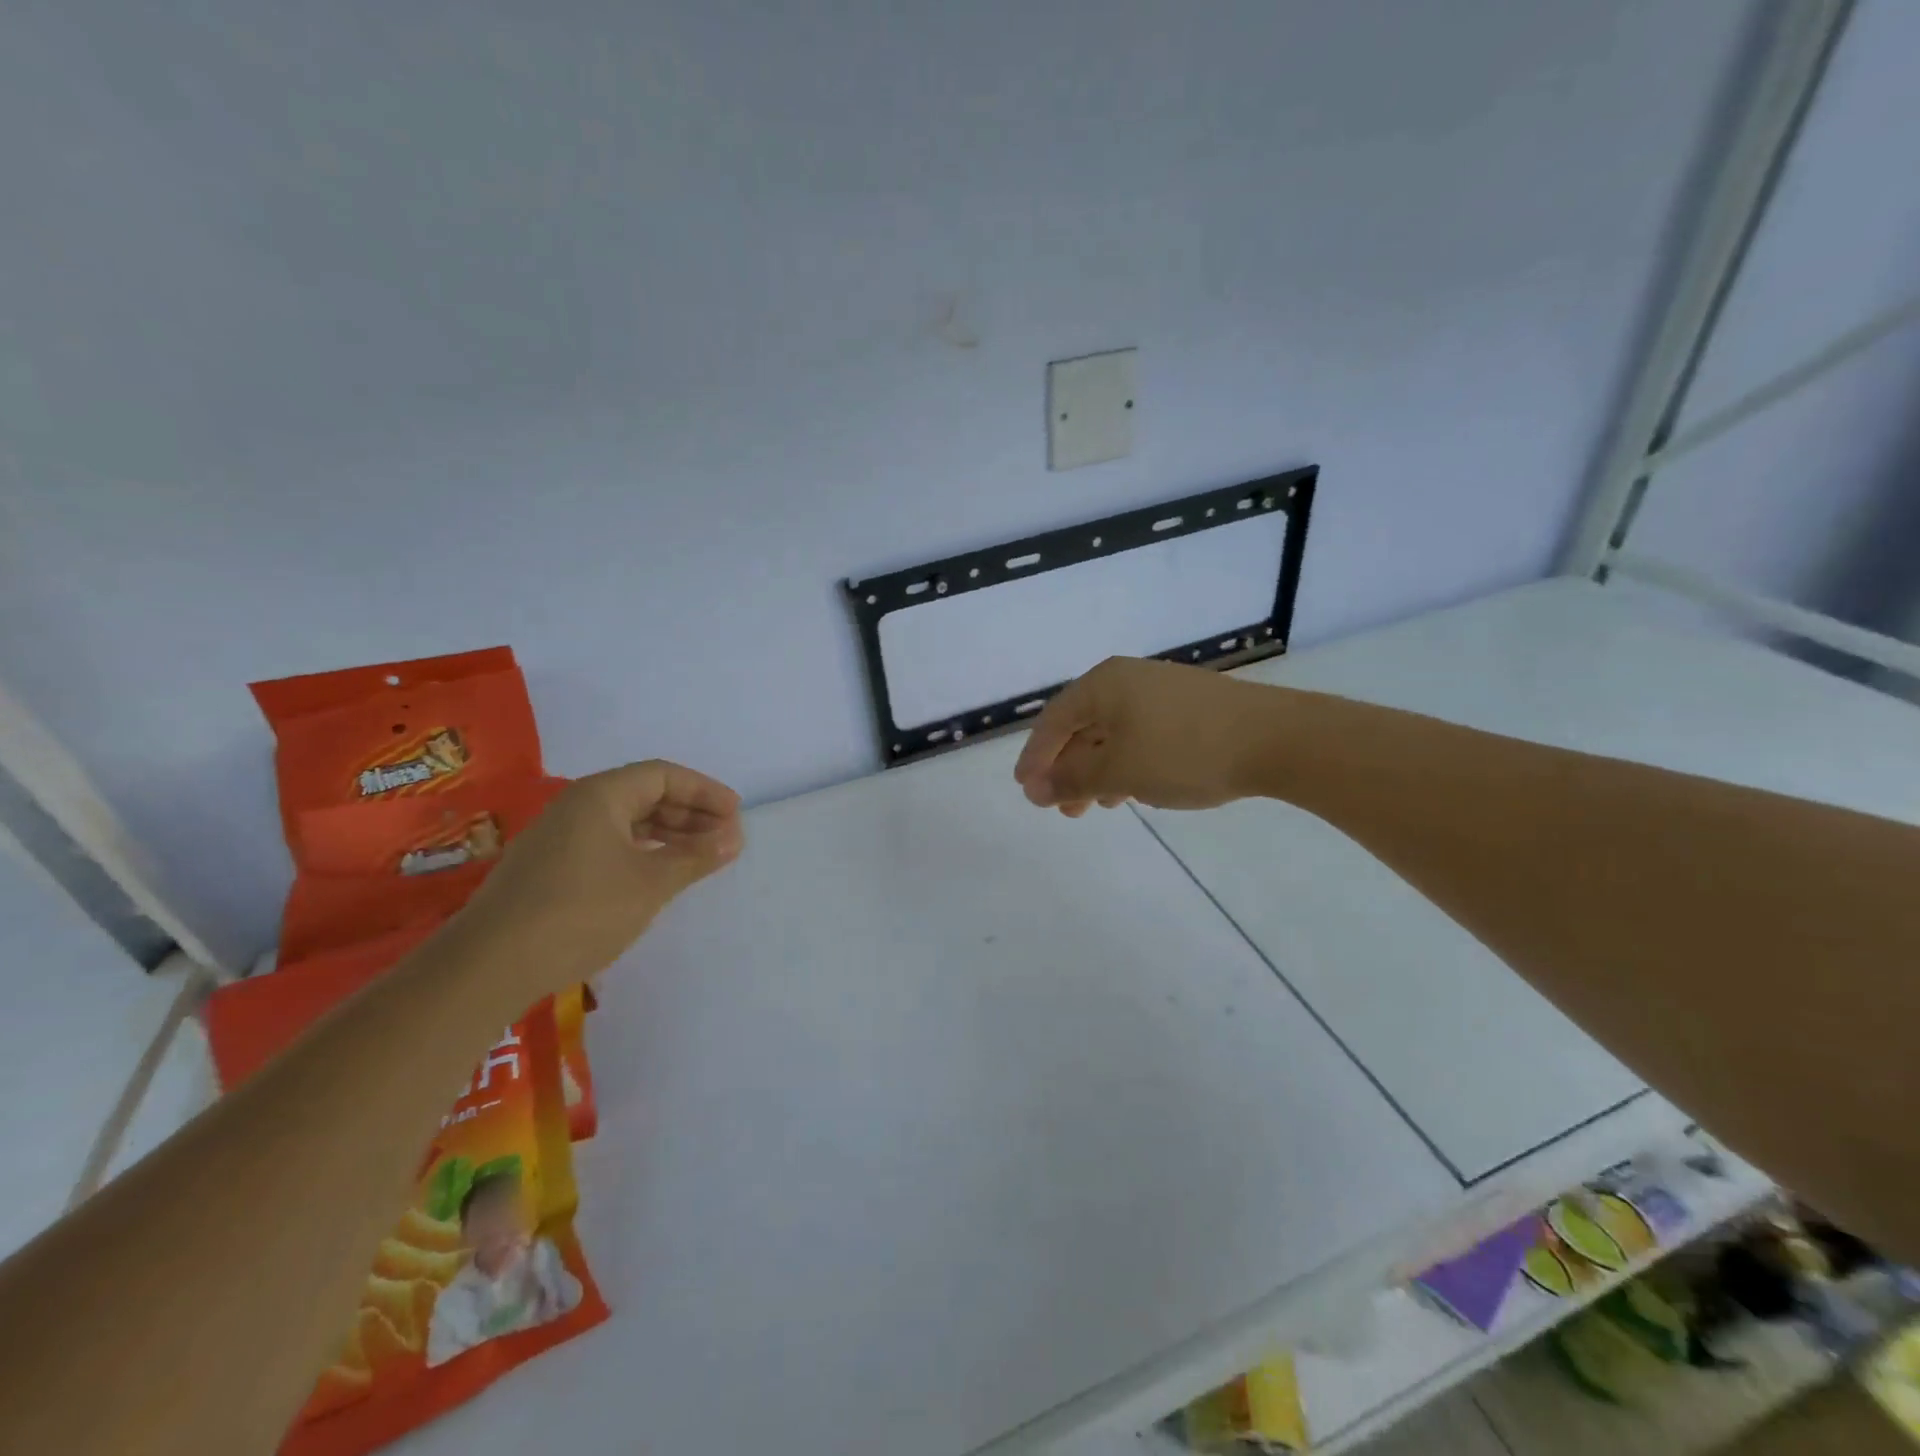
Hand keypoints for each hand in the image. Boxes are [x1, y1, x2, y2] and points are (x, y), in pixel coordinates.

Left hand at [451, 760, 743, 991]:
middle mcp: (577, 806)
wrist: (489, 966)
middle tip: (724, 838)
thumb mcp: (651, 883)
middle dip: (689, 813)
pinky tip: (657, 874)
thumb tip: (734, 838)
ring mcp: (559, 837)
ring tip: (700, 857)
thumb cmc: (582, 911)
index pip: (663, 775)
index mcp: (601, 795)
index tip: (736, 814)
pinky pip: (608, 844)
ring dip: (667, 835)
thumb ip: (696, 856)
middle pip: (644, 795)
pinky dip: (641, 852)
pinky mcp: (549, 868)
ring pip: (626, 822)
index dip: (704, 791)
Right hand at [1014, 657, 1278, 814]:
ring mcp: (1162, 692)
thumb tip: (1033, 788)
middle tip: (1065, 809)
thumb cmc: (1184, 752)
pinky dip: (1128, 764)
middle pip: (1082, 727)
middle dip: (1069, 770)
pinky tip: (1135, 790)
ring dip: (1099, 772)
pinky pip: (1141, 736)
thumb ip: (1071, 779)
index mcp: (1103, 684)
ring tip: (1099, 806)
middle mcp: (1128, 680)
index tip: (1028, 792)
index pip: (1053, 721)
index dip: (1036, 758)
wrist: (1277, 740)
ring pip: (1113, 734)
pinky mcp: (1189, 709)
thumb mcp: (1118, 771)